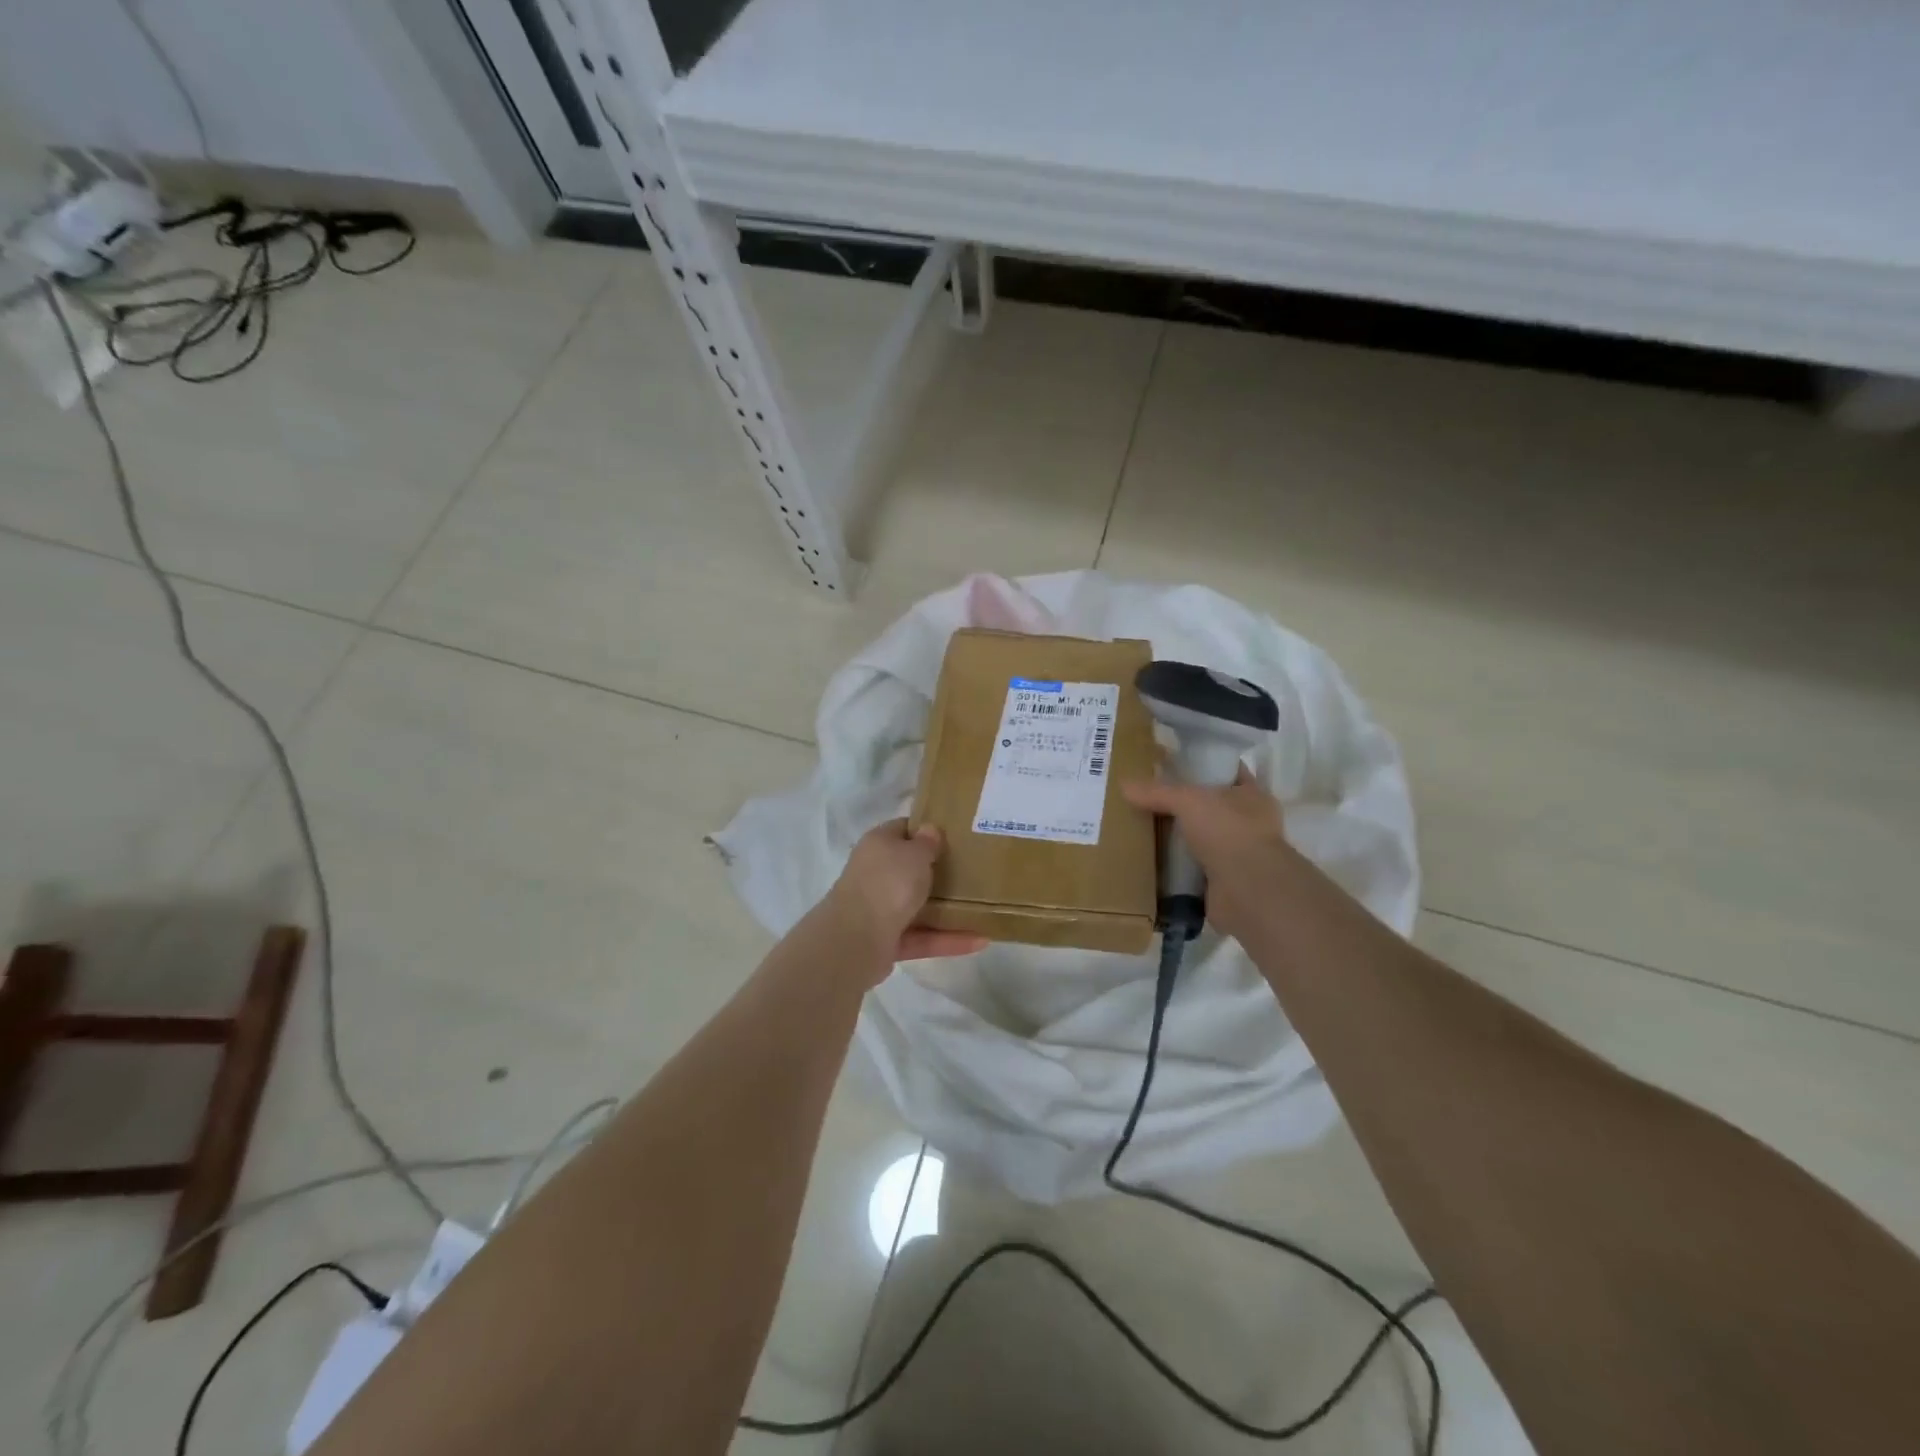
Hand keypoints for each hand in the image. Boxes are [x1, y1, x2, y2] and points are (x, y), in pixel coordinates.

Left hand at [824, 819, 987, 968]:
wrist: (855, 939)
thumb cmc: (889, 883)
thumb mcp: (914, 854)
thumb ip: (927, 842)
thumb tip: (929, 830)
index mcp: (878, 845)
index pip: (902, 830)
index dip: (926, 830)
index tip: (955, 835)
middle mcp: (875, 875)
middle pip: (909, 870)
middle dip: (937, 872)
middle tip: (973, 870)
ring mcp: (879, 910)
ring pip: (917, 907)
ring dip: (946, 910)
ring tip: (984, 909)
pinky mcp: (887, 942)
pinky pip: (923, 937)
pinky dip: (948, 939)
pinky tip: (979, 941)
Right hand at [1122, 768, 1297, 940]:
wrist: (1247, 890)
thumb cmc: (1228, 831)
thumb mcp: (1188, 800)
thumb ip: (1157, 792)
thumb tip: (1124, 785)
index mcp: (1253, 796)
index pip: (1229, 772)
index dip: (1205, 766)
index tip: (1175, 764)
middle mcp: (1250, 824)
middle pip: (1212, 807)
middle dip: (1184, 805)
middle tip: (1149, 798)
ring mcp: (1238, 856)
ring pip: (1202, 839)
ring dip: (1179, 838)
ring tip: (1143, 829)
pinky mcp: (1223, 883)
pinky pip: (1193, 869)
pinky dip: (1176, 868)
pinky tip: (1150, 861)